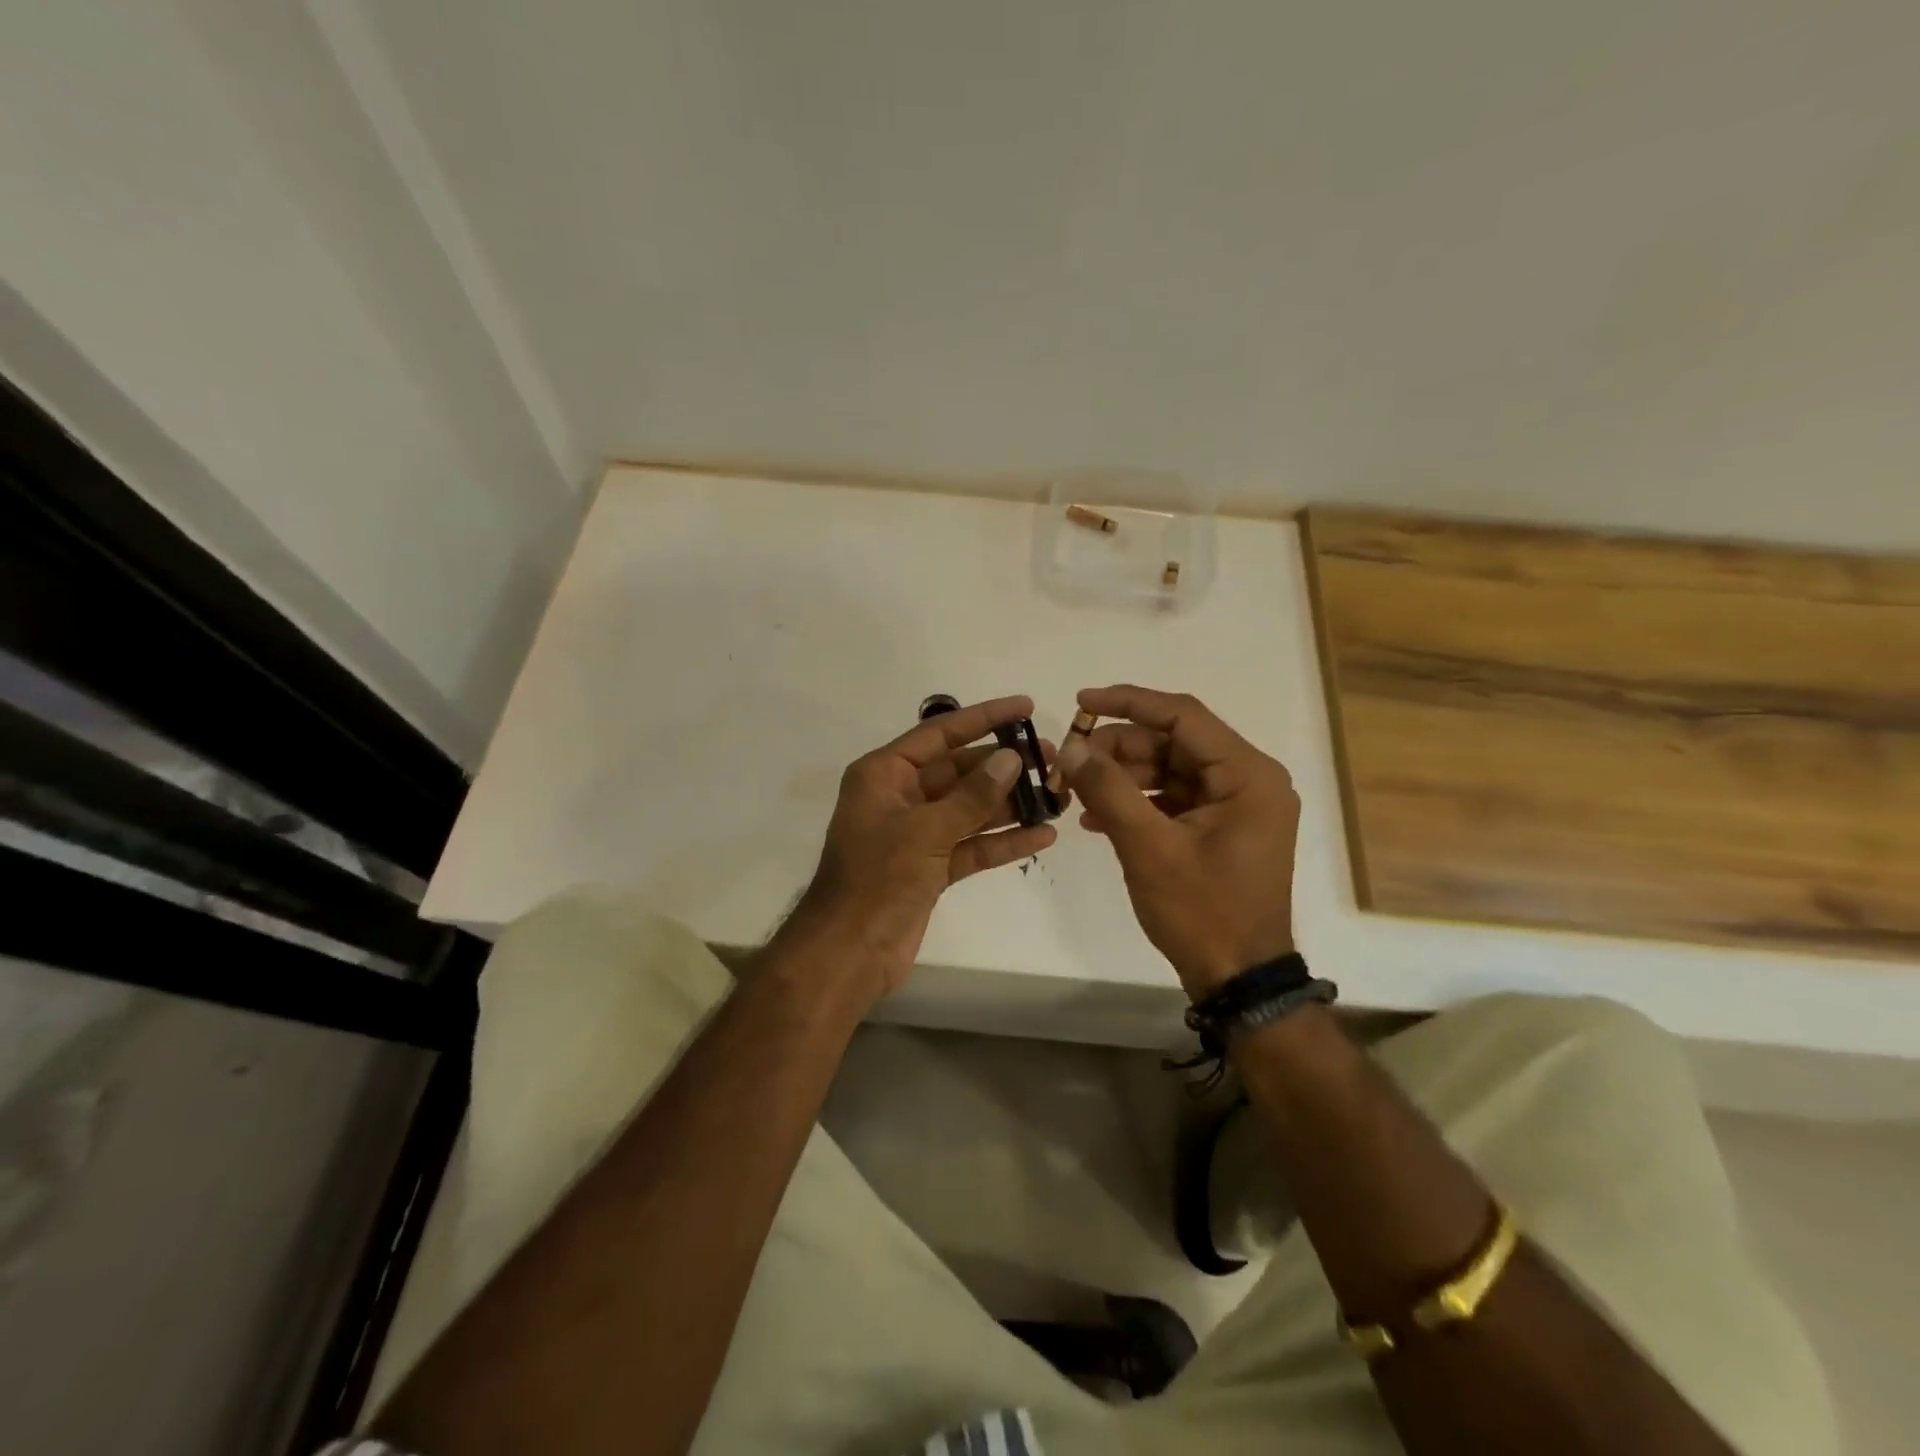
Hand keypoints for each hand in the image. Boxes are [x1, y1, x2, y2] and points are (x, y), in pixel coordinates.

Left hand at [779, 696, 1059, 1001]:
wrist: (849, 952)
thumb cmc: (878, 879)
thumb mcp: (926, 831)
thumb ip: (972, 796)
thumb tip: (1011, 758)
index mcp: (885, 774)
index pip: (940, 734)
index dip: (984, 718)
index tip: (1025, 706)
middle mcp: (900, 797)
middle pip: (959, 771)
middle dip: (1004, 766)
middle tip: (1051, 758)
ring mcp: (917, 834)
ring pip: (970, 809)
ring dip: (1010, 804)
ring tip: (1058, 795)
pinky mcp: (930, 867)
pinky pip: (971, 845)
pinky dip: (1002, 842)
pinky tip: (1042, 835)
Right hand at [1056, 685, 1298, 998]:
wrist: (1238, 981)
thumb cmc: (1202, 911)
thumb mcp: (1148, 848)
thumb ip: (1108, 789)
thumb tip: (1070, 747)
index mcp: (1248, 775)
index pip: (1183, 716)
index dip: (1129, 703)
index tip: (1080, 703)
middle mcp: (1248, 781)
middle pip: (1173, 744)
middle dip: (1118, 750)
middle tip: (1069, 760)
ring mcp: (1235, 807)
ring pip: (1168, 771)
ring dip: (1121, 778)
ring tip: (1074, 792)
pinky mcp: (1219, 829)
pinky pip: (1172, 800)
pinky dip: (1136, 804)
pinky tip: (1095, 818)